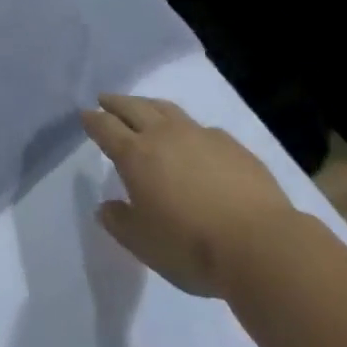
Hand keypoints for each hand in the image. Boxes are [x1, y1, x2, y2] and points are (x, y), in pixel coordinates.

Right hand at [81, 94, 301, 297]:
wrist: (261, 245)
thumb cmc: (191, 246)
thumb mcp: (143, 244)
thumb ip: (120, 222)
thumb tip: (106, 207)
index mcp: (135, 155)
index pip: (105, 127)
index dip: (93, 120)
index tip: (85, 115)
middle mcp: (164, 135)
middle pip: (134, 107)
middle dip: (116, 103)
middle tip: (106, 99)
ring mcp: (200, 136)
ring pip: (167, 109)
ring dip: (149, 105)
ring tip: (144, 107)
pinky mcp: (232, 146)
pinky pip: (201, 127)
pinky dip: (187, 128)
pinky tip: (193, 139)